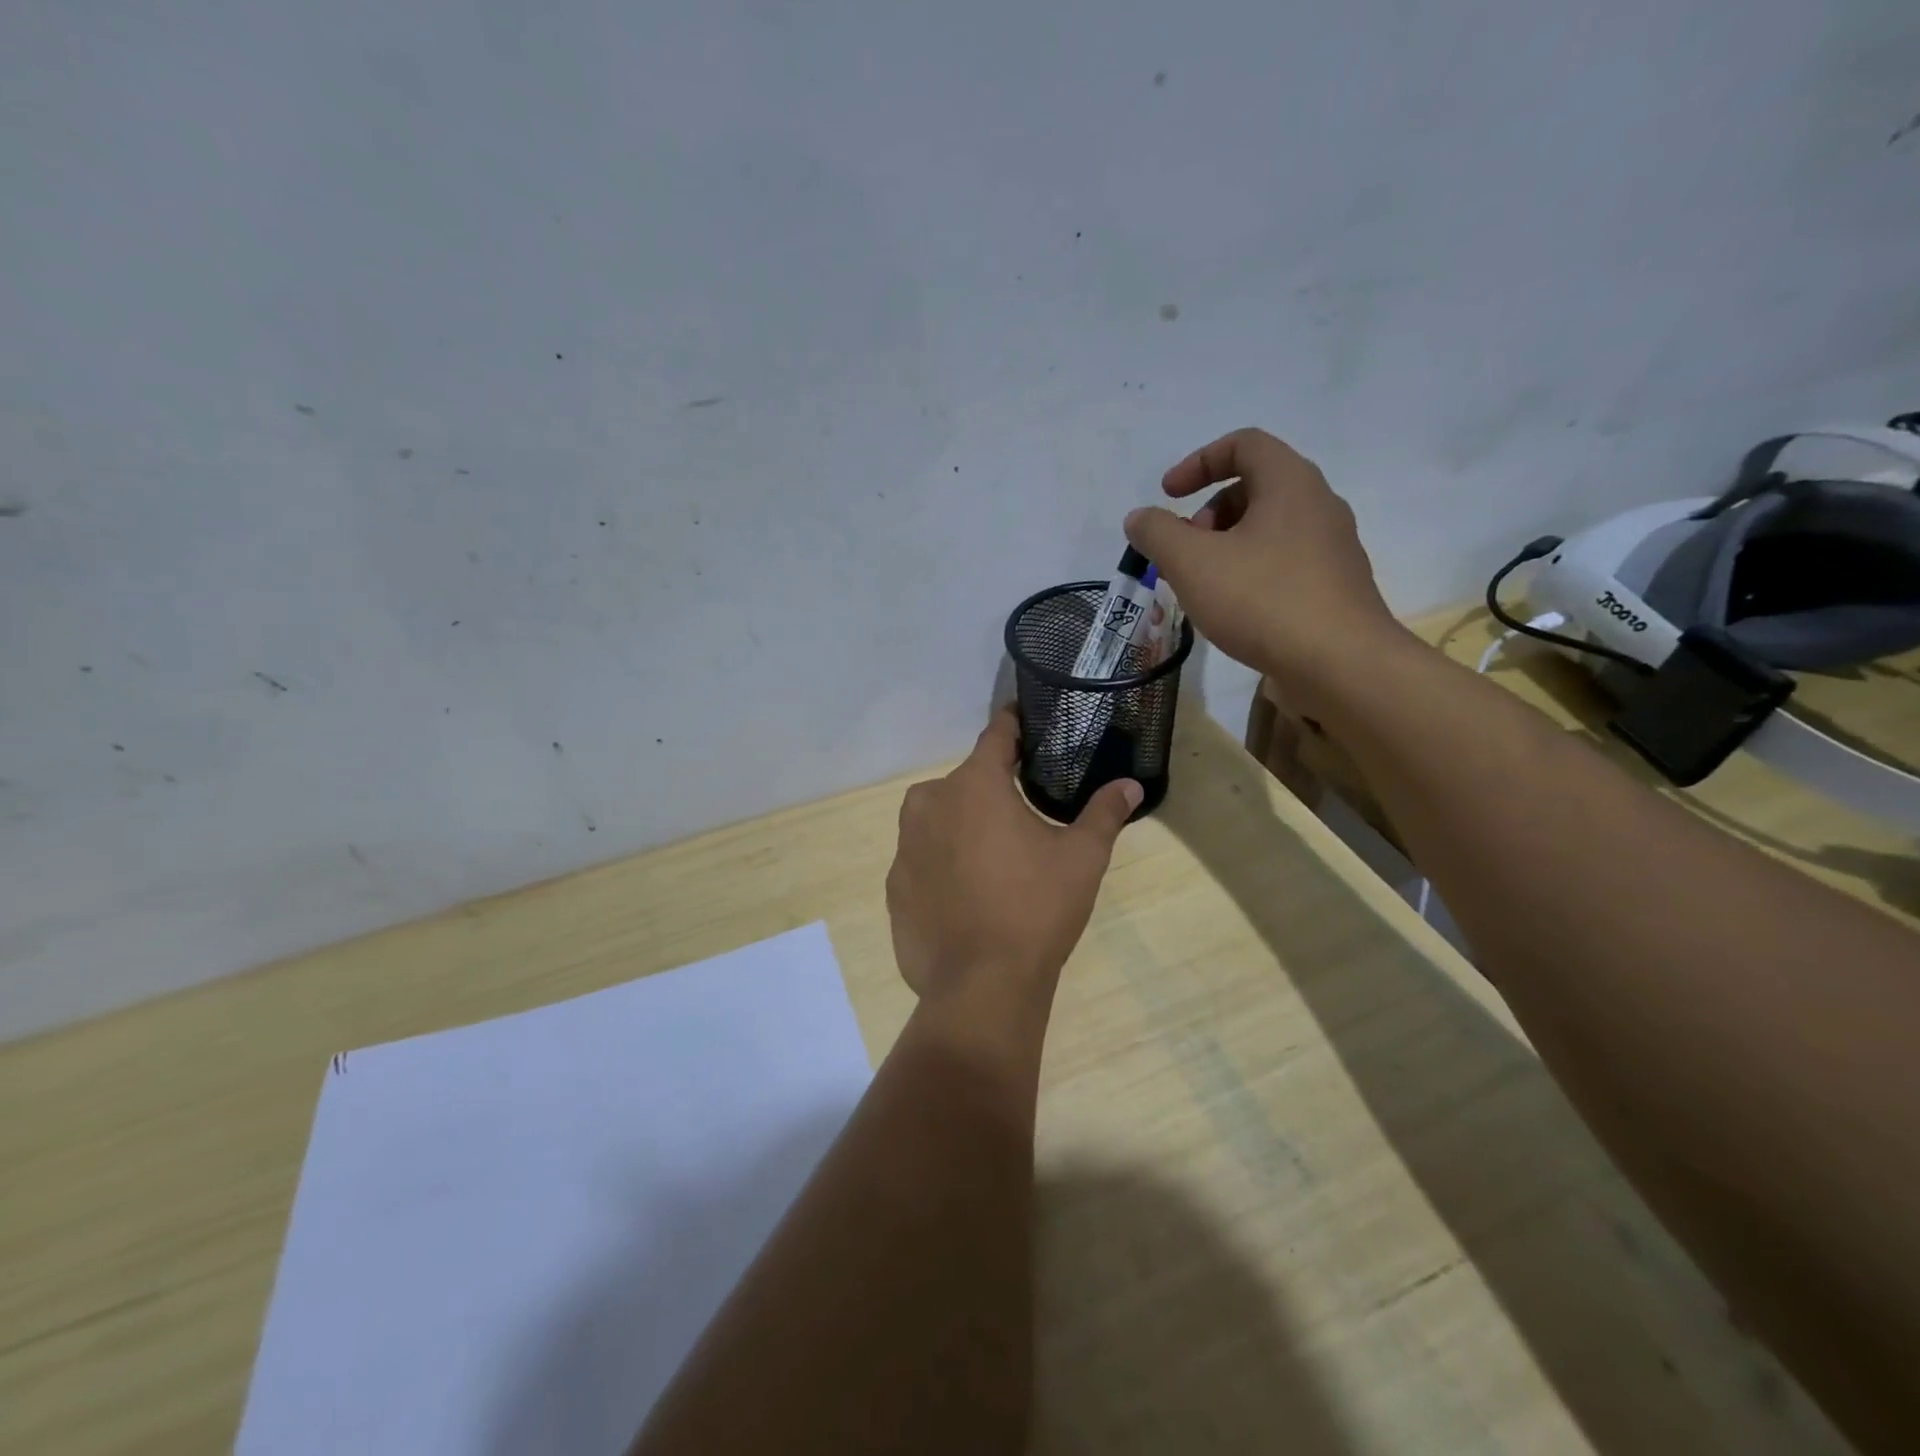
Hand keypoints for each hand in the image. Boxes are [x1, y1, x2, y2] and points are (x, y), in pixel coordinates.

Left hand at [886, 708, 1138, 1011]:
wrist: (981, 986)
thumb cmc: (1036, 909)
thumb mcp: (1082, 859)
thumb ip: (1104, 814)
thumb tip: (1132, 786)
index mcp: (974, 784)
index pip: (997, 735)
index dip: (1015, 726)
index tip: (1027, 721)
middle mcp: (929, 802)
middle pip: (968, 782)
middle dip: (994, 790)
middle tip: (1024, 816)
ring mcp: (905, 845)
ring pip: (941, 819)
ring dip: (965, 827)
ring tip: (997, 861)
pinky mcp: (894, 885)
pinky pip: (924, 858)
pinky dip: (944, 864)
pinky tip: (968, 894)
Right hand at [1123, 428, 1406, 709]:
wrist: (1340, 664)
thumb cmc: (1262, 600)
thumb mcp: (1192, 563)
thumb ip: (1157, 533)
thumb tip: (1140, 518)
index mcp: (1290, 483)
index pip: (1244, 444)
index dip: (1198, 461)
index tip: (1168, 496)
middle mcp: (1319, 505)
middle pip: (1255, 487)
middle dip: (1209, 513)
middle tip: (1185, 550)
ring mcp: (1333, 547)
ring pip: (1269, 528)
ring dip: (1227, 545)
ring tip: (1203, 585)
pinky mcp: (1334, 586)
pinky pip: (1284, 561)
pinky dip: (1250, 571)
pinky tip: (1233, 610)